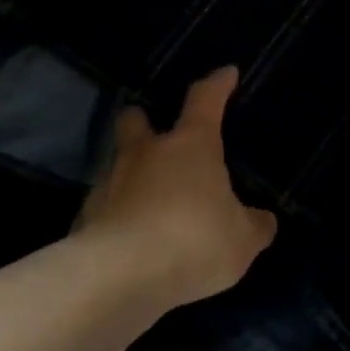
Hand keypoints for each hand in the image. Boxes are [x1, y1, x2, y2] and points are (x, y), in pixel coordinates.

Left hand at [75, 66, 277, 306]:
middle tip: (154, 131)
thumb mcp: (242, 240)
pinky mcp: (85, 217)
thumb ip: (255, 226)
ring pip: (117, 163)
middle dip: (144, 120)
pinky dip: (117, 214)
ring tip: (148, 197)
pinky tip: (130, 237)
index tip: (226, 73)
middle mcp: (146, 154)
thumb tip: (264, 219)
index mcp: (191, 146)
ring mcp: (110, 183)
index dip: (217, 85)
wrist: (119, 277)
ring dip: (131, 172)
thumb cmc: (193, 241)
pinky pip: (105, 206)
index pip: (205, 100)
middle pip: (137, 120)